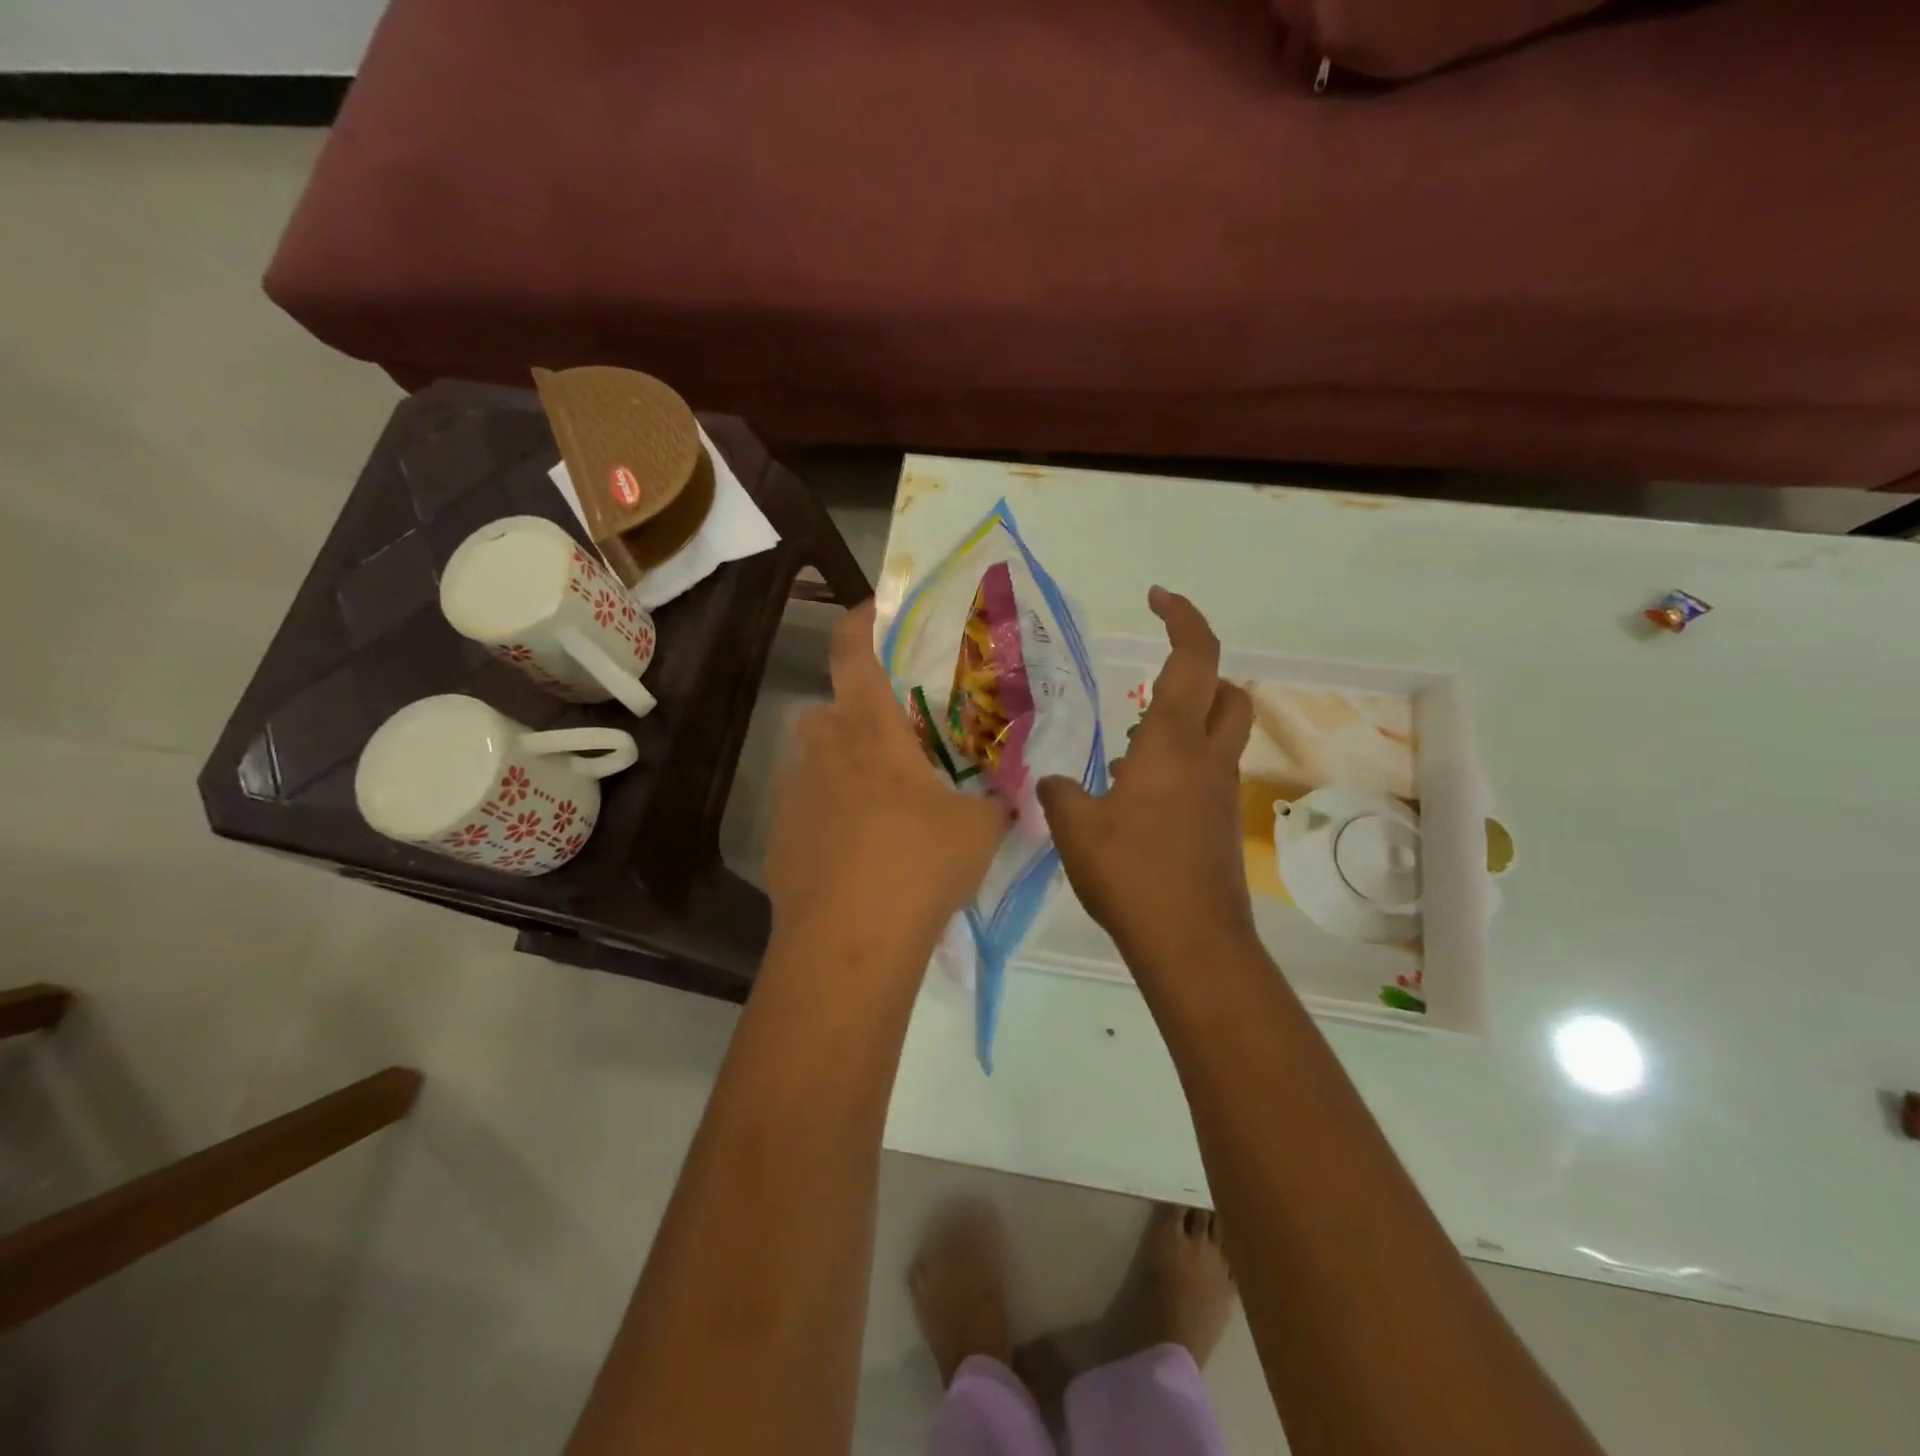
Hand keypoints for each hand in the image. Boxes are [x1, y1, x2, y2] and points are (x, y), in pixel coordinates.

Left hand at [766, 601, 1008, 967]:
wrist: (849, 942)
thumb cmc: (918, 863)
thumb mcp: (977, 830)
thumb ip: (994, 806)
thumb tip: (1007, 801)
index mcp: (870, 733)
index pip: (854, 656)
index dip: (860, 623)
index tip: (873, 610)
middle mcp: (822, 754)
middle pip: (826, 712)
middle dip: (852, 717)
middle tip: (892, 744)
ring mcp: (794, 799)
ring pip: (815, 765)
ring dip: (842, 772)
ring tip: (882, 809)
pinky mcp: (780, 842)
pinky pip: (807, 813)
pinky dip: (830, 820)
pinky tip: (859, 857)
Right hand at [1037, 587, 1256, 975]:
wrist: (1191, 941)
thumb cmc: (1132, 872)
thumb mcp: (1075, 827)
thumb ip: (1060, 793)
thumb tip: (1055, 783)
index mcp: (1173, 742)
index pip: (1194, 657)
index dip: (1182, 617)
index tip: (1157, 598)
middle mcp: (1207, 759)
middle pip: (1228, 692)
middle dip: (1201, 672)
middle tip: (1156, 682)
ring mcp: (1221, 793)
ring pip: (1222, 735)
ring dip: (1189, 722)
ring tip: (1132, 749)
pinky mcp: (1221, 825)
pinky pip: (1209, 774)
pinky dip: (1183, 765)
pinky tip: (1140, 797)